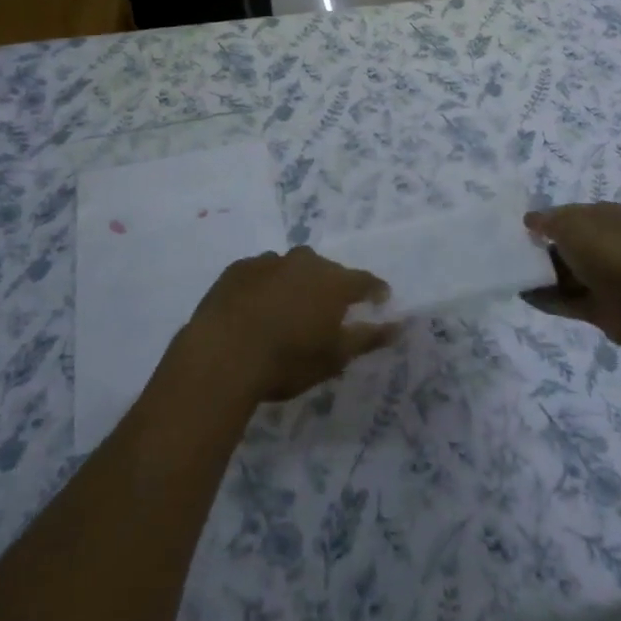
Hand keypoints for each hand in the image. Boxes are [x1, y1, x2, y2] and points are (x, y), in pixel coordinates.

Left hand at [184, 247, 399, 403]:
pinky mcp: (238, 268)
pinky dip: (266, 286)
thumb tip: (398, 325)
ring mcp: (268, 261)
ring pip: (292, 269)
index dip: (375, 291)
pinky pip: (262, 273)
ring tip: (289, 311)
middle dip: (332, 287)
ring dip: (296, 285)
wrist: (222, 354)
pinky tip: (257, 308)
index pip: (365, 280)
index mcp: (333, 281)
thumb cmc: (287, 360)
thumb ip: (368, 337)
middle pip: (327, 270)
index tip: (380, 300)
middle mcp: (304, 262)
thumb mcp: (334, 357)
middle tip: (328, 312)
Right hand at [523, 203, 620, 347]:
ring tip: (513, 275)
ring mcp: (606, 276)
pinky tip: (524, 296)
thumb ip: (546, 221)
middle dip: (543, 248)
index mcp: (606, 217)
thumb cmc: (605, 250)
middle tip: (515, 252)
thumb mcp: (568, 224)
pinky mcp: (600, 306)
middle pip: (569, 244)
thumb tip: (530, 220)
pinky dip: (548, 299)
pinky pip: (568, 300)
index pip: (571, 213)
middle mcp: (608, 244)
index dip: (547, 219)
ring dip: (543, 276)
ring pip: (568, 273)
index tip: (523, 228)